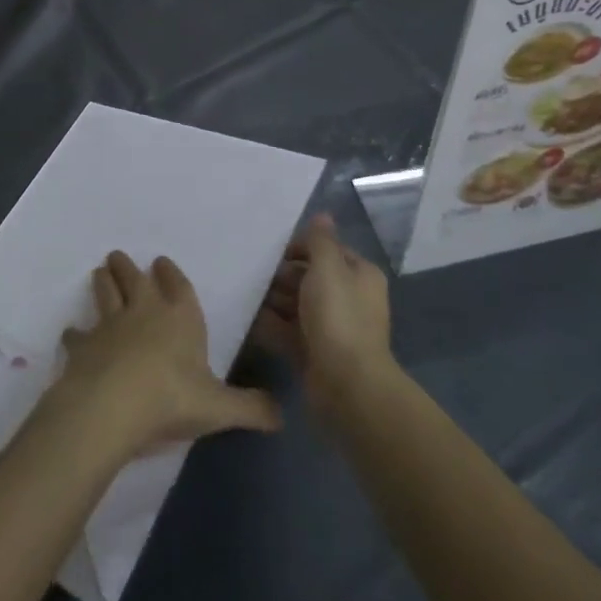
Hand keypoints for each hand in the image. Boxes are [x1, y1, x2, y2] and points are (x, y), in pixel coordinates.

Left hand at [51, 251, 281, 459]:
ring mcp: (109, 325)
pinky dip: (76, 333)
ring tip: (99, 272)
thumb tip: (282, 416)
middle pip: (134, 279)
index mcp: (180, 318)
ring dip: (103, 282)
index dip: (170, 273)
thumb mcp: (220, 409)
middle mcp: (144, 311)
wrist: (112, 405)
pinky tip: (73, 334)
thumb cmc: (171, 399)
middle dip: (128, 267)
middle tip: (118, 256)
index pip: (177, 286)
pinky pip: (78, 334)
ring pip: (105, 293)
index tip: (161, 261)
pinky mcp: (83, 345)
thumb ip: (251, 409)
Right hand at [250, 214, 394, 413]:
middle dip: (281, 275)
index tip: (270, 251)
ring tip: (242, 292)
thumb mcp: (328, 268)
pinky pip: (286, 330)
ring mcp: (330, 327)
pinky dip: (269, 324)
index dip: (300, 248)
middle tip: (251, 273)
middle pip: (308, 277)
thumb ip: (320, 241)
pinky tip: (245, 317)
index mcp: (358, 275)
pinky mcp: (313, 351)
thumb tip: (322, 215)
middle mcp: (347, 298)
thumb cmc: (338, 317)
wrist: (346, 384)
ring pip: (295, 305)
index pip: (326, 251)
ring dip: (271, 299)